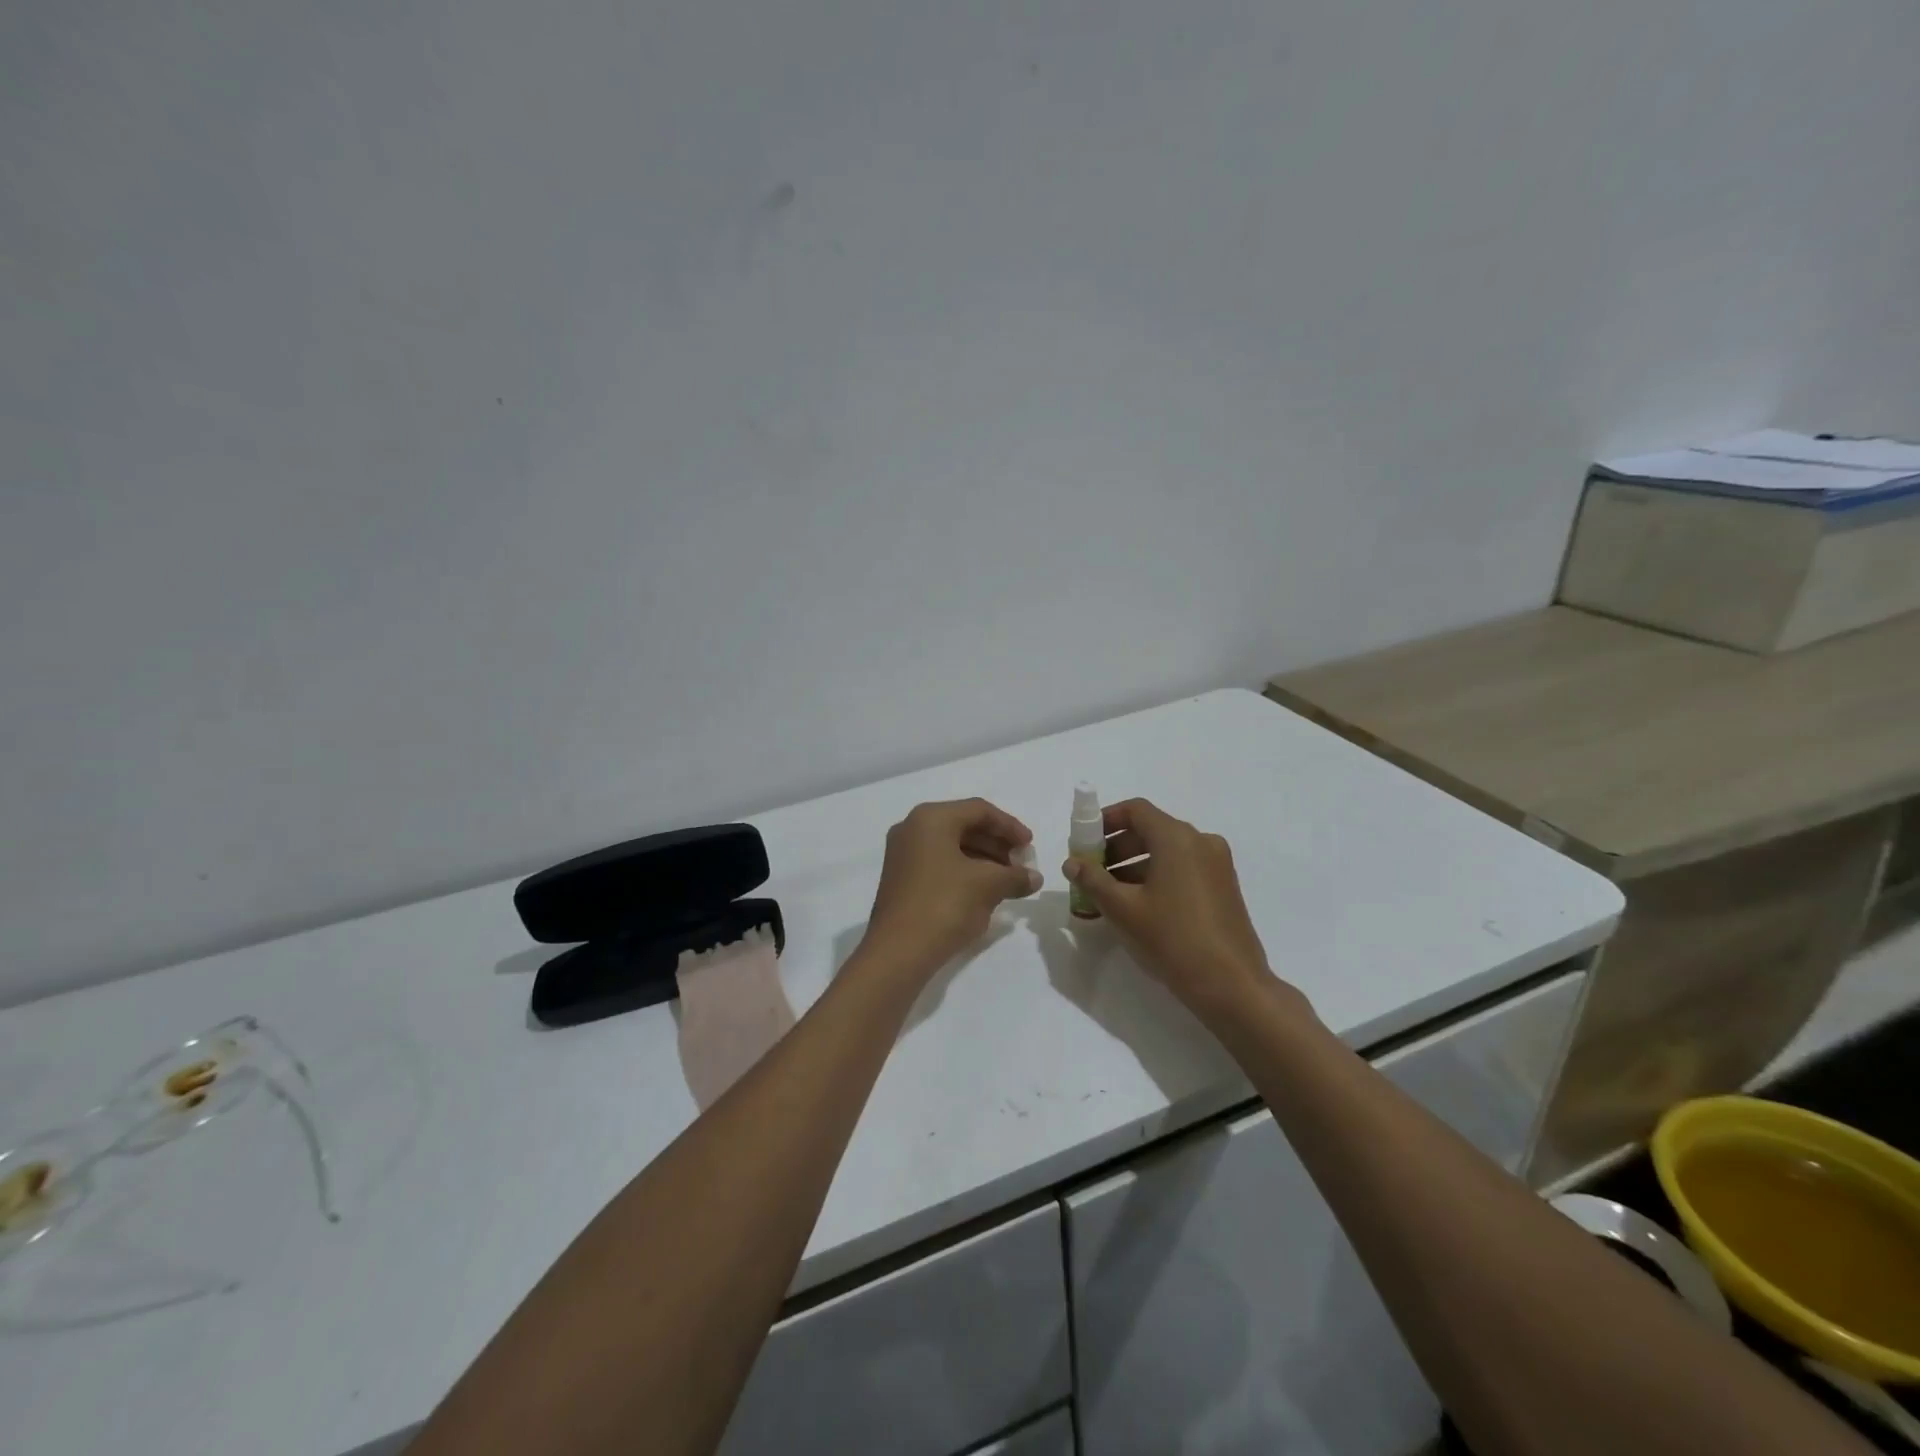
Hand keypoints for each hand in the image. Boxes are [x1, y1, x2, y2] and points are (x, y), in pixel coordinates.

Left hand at [858, 799, 1041, 979]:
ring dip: (983, 860)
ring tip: (1008, 881)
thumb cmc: (945, 905)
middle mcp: (912, 828)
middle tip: (1021, 865)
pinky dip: (965, 871)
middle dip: (997, 844)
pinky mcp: (901, 879)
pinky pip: (939, 863)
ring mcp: (903, 854)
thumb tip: (1034, 878)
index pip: (979, 810)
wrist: (898, 952)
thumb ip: (1015, 876)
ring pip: (952, 846)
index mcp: (931, 818)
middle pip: (964, 826)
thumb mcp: (988, 886)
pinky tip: (984, 892)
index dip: (1010, 826)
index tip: (1030, 846)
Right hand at [1062, 798, 1296, 1023]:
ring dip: (1135, 864)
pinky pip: (1184, 868)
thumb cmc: (1172, 938)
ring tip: (1109, 894)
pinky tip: (1139, 905)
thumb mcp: (1123, 909)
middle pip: (1151, 829)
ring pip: (1167, 851)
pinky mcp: (1224, 887)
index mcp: (1177, 838)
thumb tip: (1072, 863)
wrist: (1231, 984)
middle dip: (1117, 846)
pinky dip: (1158, 876)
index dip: (1106, 820)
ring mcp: (1217, 865)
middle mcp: (1201, 842)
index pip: (1136, 810)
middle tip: (1092, 871)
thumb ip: (1093, 880)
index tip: (1085, 840)